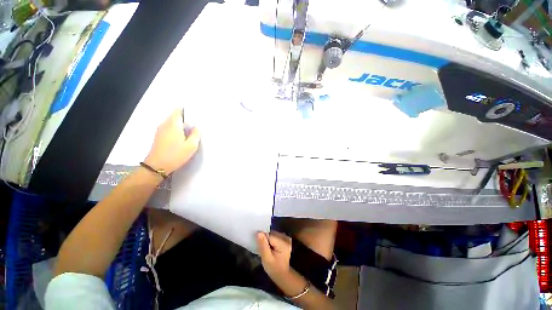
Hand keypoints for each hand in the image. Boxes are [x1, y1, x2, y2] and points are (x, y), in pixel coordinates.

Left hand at [144, 109, 199, 174]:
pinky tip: (182, 136)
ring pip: (172, 122)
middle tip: (195, 123)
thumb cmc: (176, 155)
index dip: (186, 109)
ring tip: (190, 129)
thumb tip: (196, 127)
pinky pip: (169, 127)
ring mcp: (160, 130)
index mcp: (173, 124)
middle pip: (175, 115)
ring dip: (180, 123)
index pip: (178, 110)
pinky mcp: (159, 136)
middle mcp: (165, 124)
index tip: (195, 113)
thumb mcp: (191, 146)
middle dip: (185, 117)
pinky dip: (176, 128)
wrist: (157, 166)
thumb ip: (195, 134)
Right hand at [257, 231, 292, 278]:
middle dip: (266, 239)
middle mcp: (286, 238)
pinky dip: (271, 240)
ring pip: (273, 234)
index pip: (270, 235)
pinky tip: (271, 247)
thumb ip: (263, 245)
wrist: (282, 274)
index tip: (261, 247)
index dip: (263, 240)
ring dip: (268, 239)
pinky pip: (275, 235)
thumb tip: (259, 233)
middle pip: (272, 233)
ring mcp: (286, 238)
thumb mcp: (266, 259)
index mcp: (283, 243)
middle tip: (264, 249)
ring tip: (267, 249)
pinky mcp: (285, 239)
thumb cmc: (274, 268)